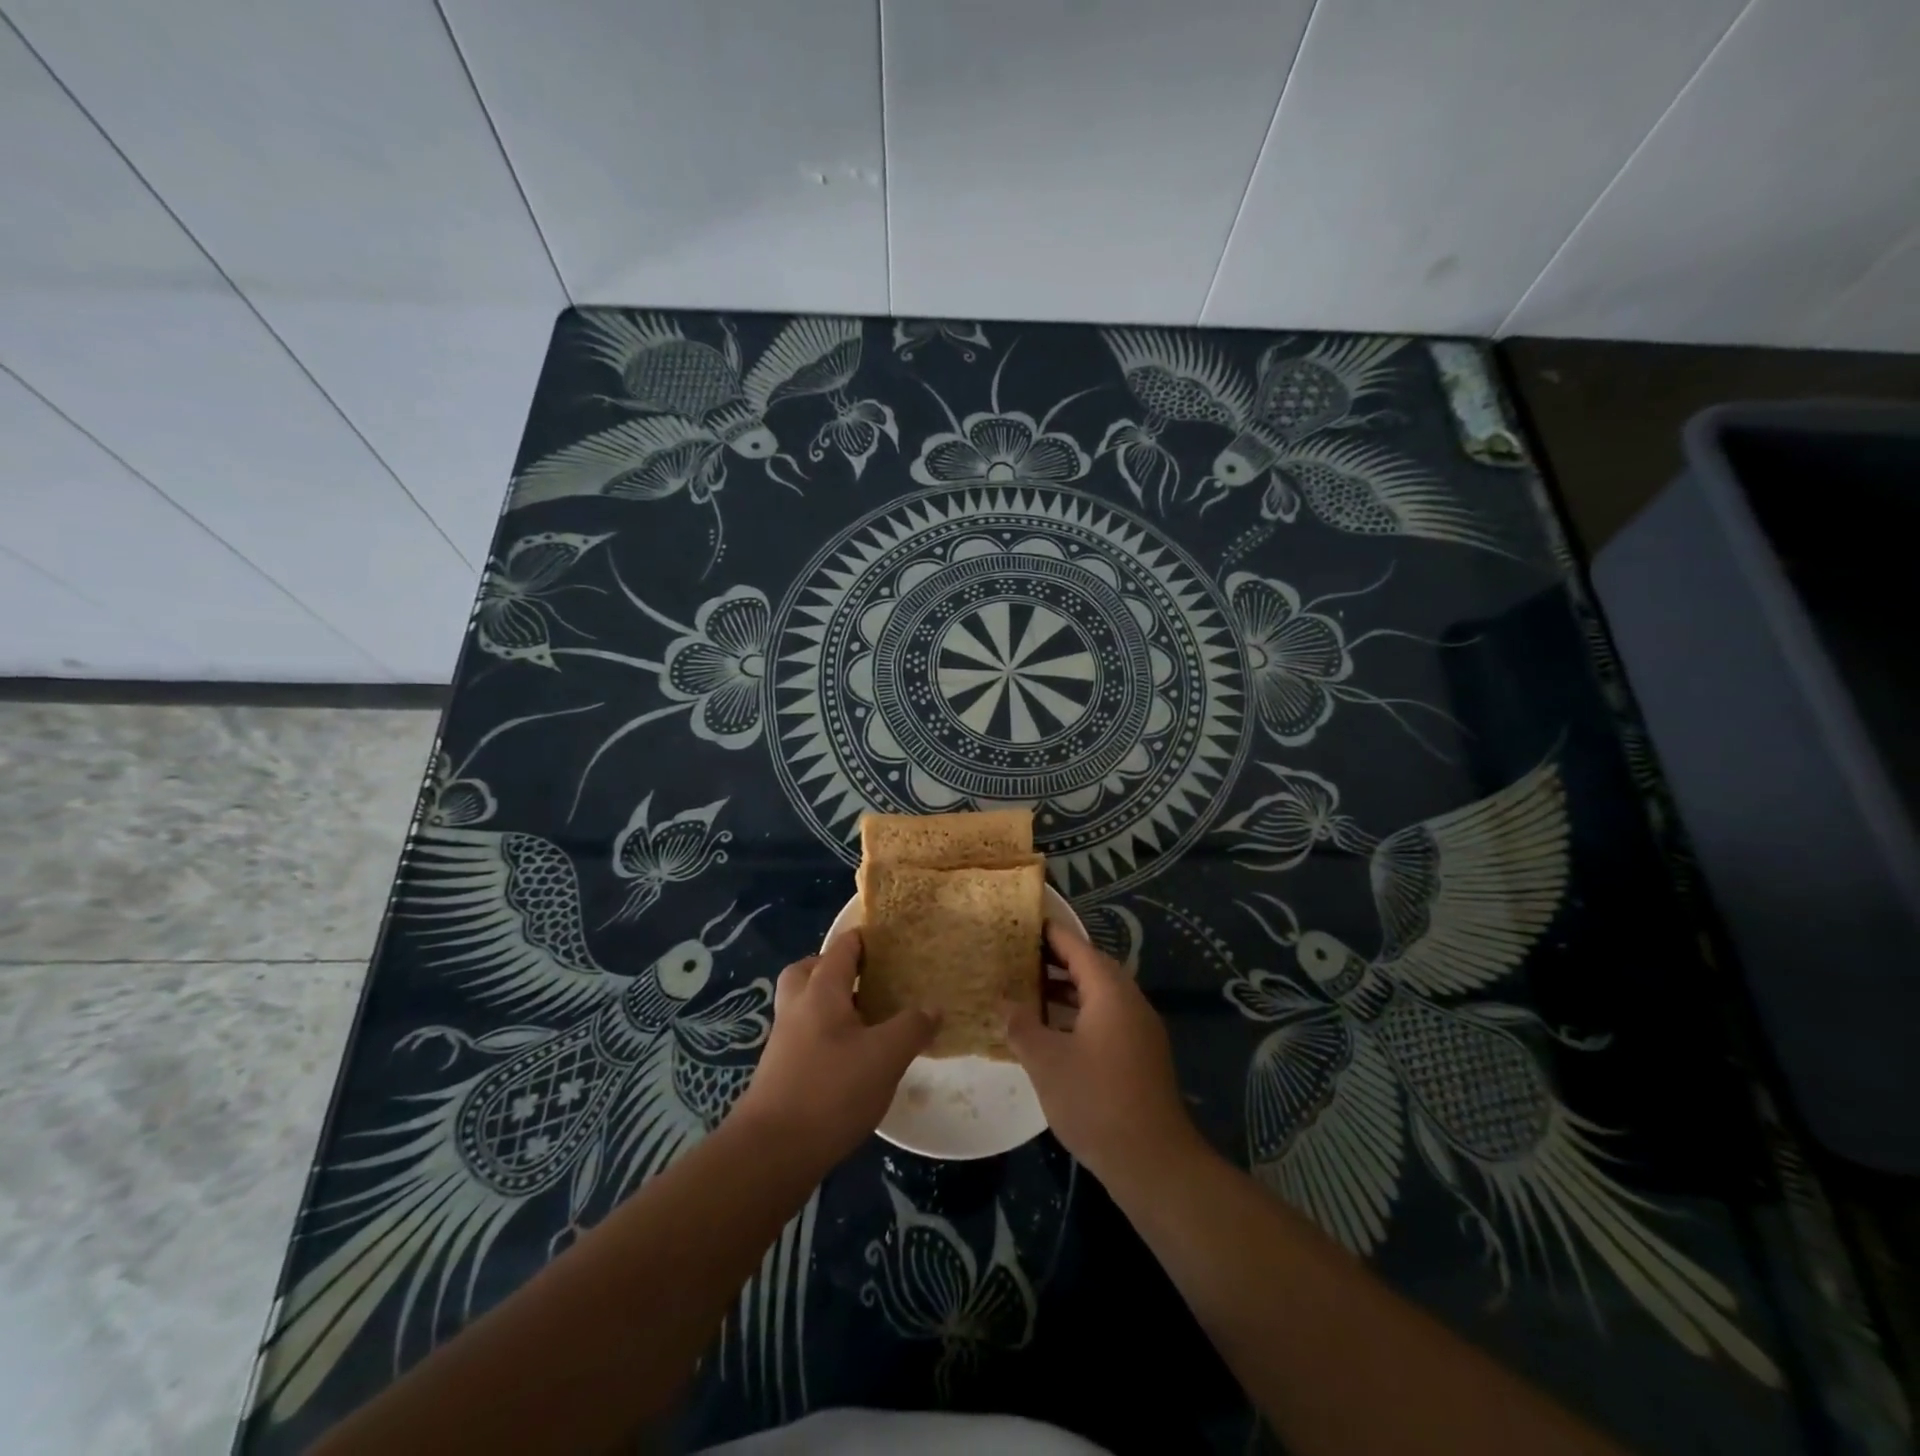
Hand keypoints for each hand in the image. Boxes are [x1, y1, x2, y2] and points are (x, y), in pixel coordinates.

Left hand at [731, 930, 937, 1170]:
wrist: (772, 1152)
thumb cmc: (831, 1091)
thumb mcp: (886, 1056)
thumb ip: (912, 1027)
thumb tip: (934, 1007)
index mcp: (821, 990)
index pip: (842, 948)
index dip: (866, 939)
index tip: (893, 942)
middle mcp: (797, 1006)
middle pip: (810, 970)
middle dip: (837, 968)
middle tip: (868, 980)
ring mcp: (784, 1039)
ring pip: (805, 1003)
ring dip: (831, 1003)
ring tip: (867, 1019)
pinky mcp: (780, 1070)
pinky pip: (804, 1033)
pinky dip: (826, 1033)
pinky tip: (852, 1058)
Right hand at [1004, 922, 1201, 1187]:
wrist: (1153, 1160)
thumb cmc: (1094, 1100)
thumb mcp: (1046, 1061)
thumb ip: (1021, 1026)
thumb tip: (1004, 1003)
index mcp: (1110, 991)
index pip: (1077, 947)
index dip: (1050, 934)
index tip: (1025, 923)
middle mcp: (1130, 1001)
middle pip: (1092, 967)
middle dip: (1057, 960)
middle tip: (1021, 956)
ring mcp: (1140, 1029)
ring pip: (1101, 995)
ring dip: (1068, 989)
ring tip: (1031, 990)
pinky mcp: (1142, 1055)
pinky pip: (1108, 1018)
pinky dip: (1081, 1013)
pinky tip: (1055, 1031)